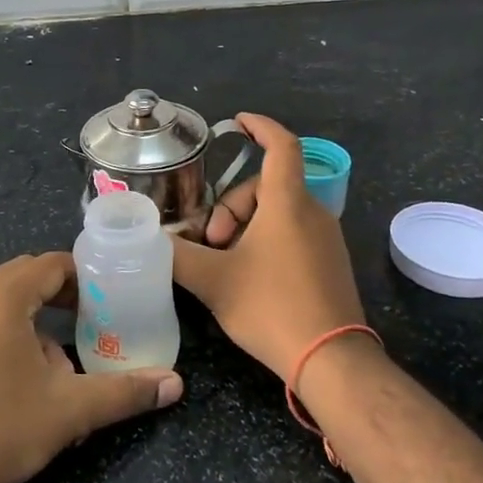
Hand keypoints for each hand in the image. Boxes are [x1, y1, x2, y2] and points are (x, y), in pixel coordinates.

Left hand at [0, 252, 182, 482]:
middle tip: (90, 322)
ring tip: (59, 367)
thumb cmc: (0, 428)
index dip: (84, 276)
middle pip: (25, 279)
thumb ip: (124, 392)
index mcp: (2, 297)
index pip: (51, 264)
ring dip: (34, 325)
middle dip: (60, 298)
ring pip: (1, 307)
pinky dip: (6, 339)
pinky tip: (19, 385)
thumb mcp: (69, 409)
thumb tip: (175, 385)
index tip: (109, 298)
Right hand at [172, 114, 366, 381]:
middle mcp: (313, 211)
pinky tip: (249, 276)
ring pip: (278, 212)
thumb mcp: (213, 281)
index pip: (281, 145)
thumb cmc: (271, 308)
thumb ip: (176, 255)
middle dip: (231, 207)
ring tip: (226, 264)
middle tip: (211, 243)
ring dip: (246, 227)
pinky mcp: (331, 262)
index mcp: (287, 203)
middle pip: (266, 186)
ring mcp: (327, 238)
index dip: (260, 127)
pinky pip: (294, 233)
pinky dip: (267, 241)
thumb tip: (151, 239)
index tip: (238, 123)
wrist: (331, 360)